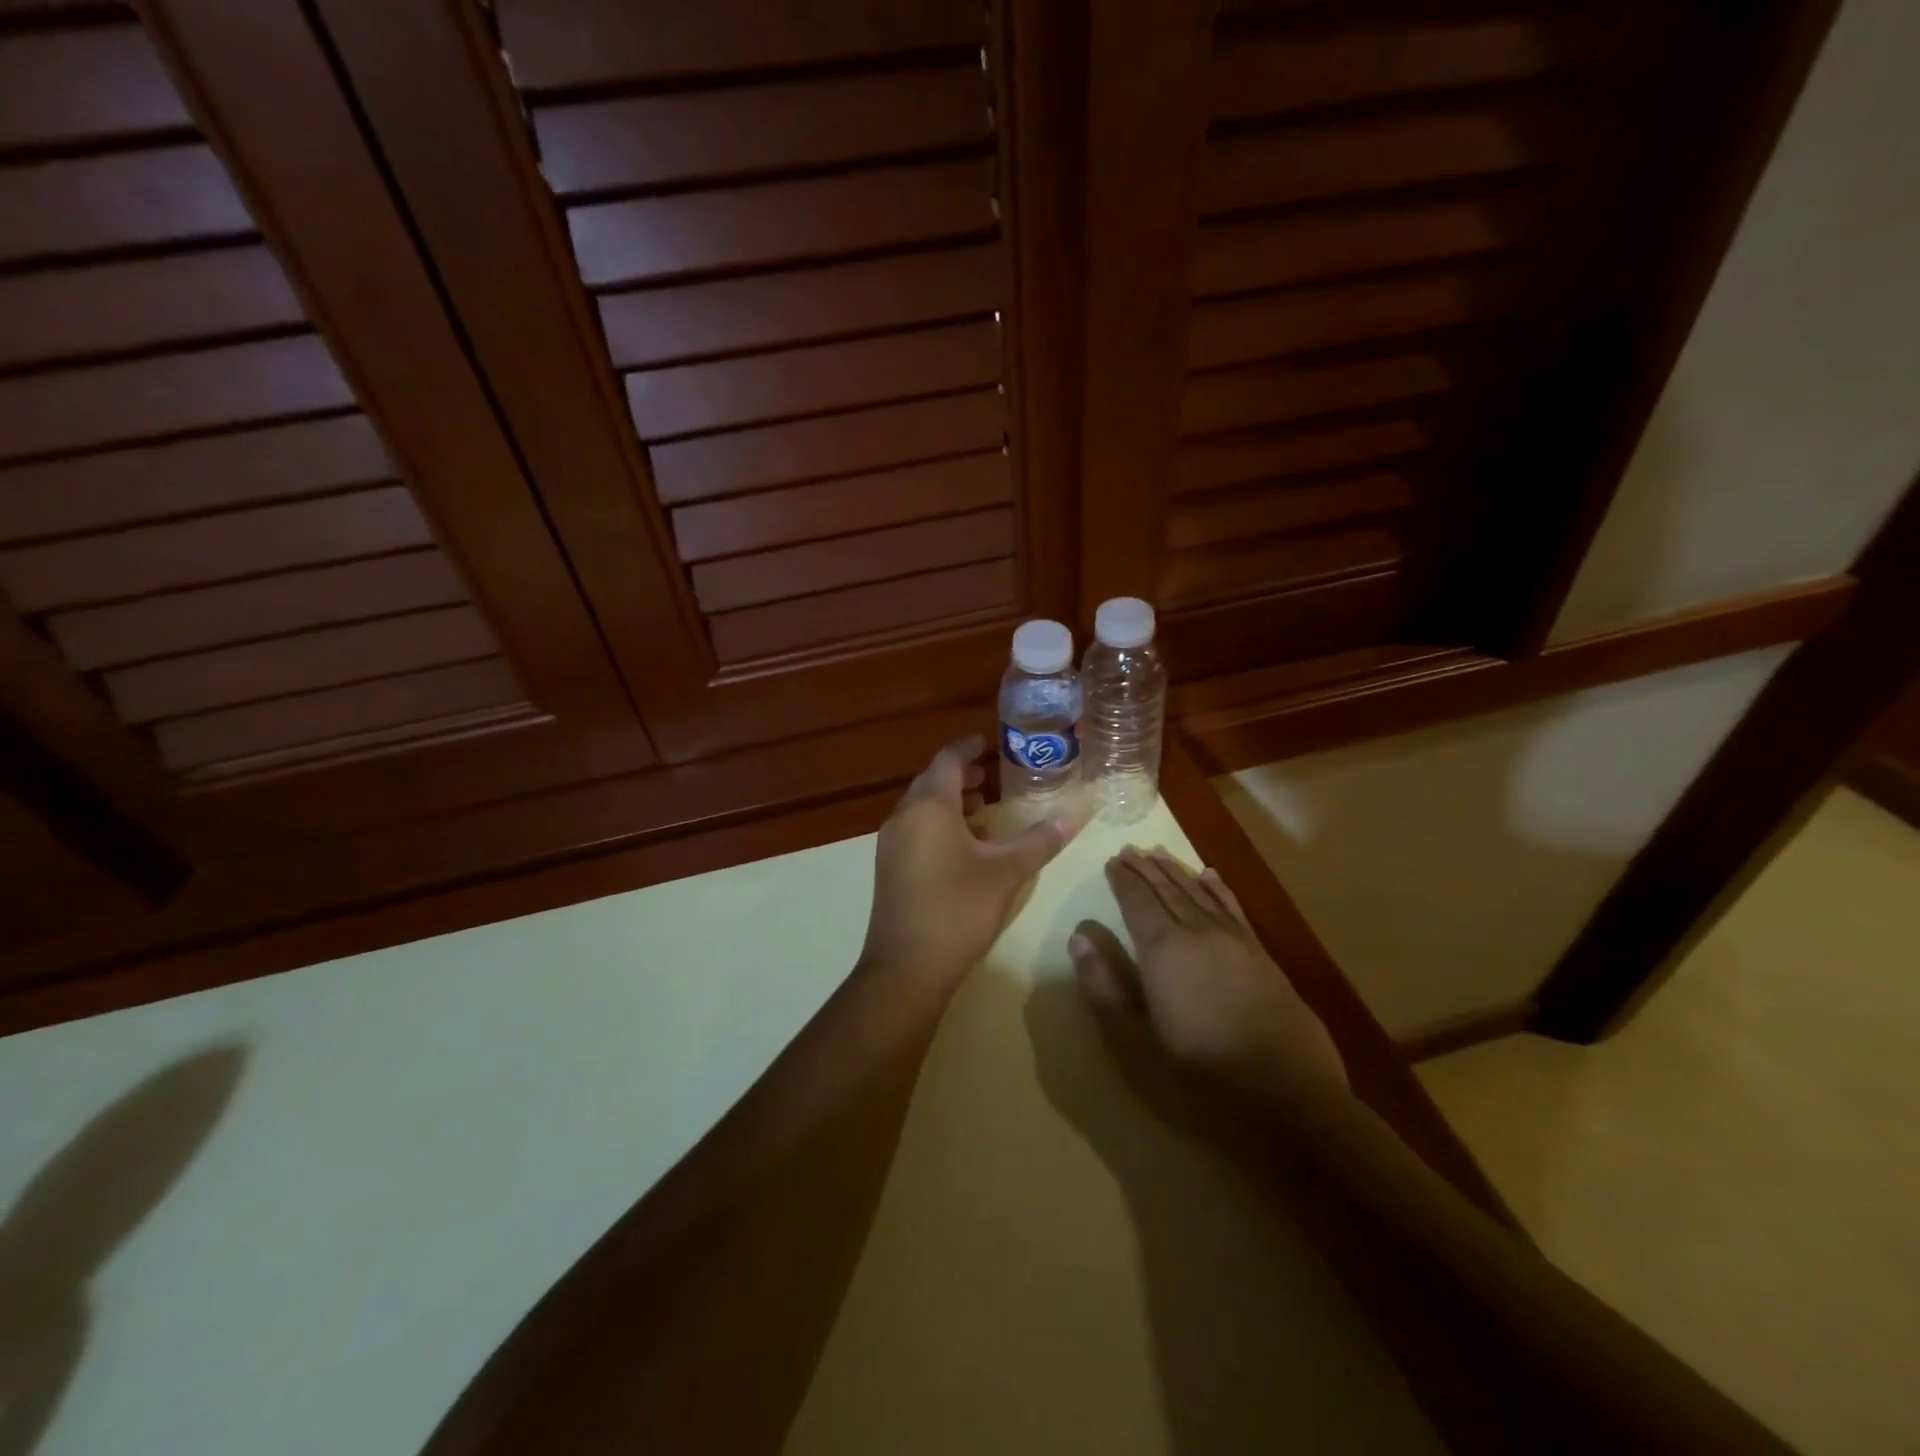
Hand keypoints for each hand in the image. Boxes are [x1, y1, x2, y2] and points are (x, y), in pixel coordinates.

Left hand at [860, 737, 1079, 989]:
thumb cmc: (958, 909)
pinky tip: (963, 848)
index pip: (947, 760)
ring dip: (949, 803)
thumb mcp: (1006, 872)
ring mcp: (890, 844)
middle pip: (931, 782)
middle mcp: (903, 817)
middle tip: (990, 777)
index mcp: (929, 807)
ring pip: (920, 808)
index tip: (987, 742)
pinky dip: (938, 825)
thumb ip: (1040, 841)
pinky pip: (914, 830)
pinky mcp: (888, 868)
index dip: (967, 748)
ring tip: (983, 811)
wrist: (906, 967)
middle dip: (960, 776)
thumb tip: (1076, 815)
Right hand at [1069, 846, 1347, 1113]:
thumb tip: (1080, 937)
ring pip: (1199, 893)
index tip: (1112, 861)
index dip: (1123, 881)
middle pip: (1167, 890)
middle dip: (1146, 869)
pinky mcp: (1262, 956)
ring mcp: (1235, 941)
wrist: (1289, 1098)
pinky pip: (1234, 908)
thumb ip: (1104, 987)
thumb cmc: (1201, 1075)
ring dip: (1176, 871)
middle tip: (1129, 849)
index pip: (1137, 902)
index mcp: (1163, 950)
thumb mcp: (1136, 1041)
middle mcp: (1198, 933)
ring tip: (1158, 852)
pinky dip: (1218, 888)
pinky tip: (1211, 876)